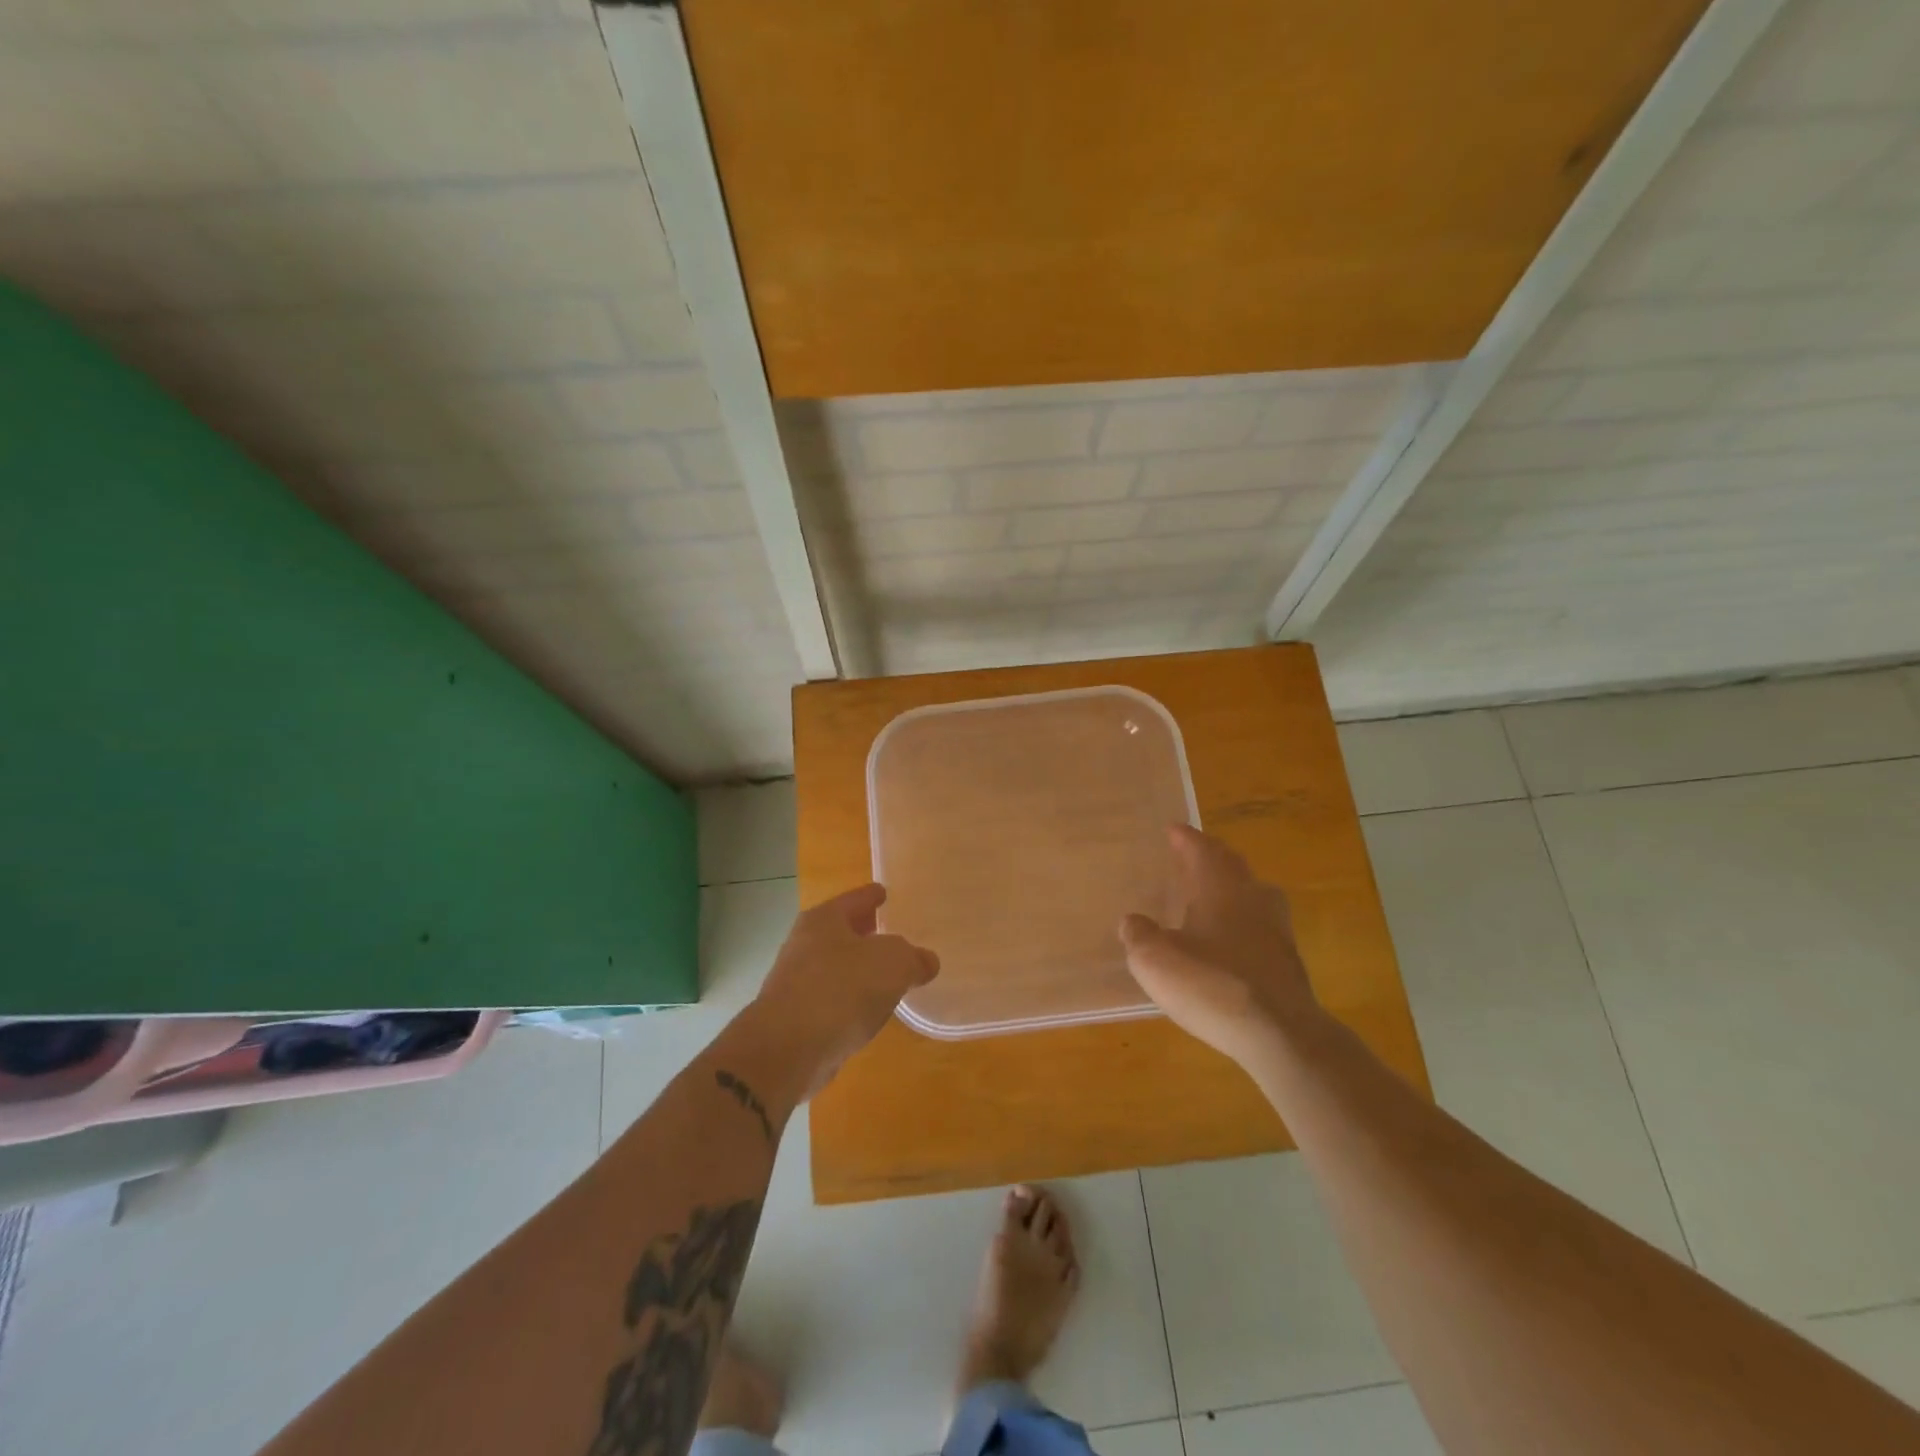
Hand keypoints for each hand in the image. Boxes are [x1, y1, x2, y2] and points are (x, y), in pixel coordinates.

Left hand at [750, 883, 938, 1095]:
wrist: (787, 1050)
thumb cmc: (842, 990)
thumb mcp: (893, 964)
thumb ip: (913, 958)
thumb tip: (926, 961)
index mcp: (824, 920)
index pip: (855, 899)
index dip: (872, 895)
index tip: (884, 892)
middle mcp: (804, 944)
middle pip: (841, 931)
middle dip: (864, 933)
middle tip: (890, 934)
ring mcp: (795, 982)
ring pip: (835, 966)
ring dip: (856, 970)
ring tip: (885, 976)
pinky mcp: (794, 1018)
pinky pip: (830, 1000)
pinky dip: (848, 1001)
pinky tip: (866, 1012)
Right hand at [1119, 826, 1320, 1067]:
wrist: (1280, 1035)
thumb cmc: (1211, 985)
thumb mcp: (1155, 960)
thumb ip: (1139, 935)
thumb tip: (1133, 921)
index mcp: (1219, 886)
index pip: (1201, 849)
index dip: (1184, 838)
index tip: (1173, 829)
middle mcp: (1252, 897)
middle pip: (1231, 865)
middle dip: (1210, 856)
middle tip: (1190, 855)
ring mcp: (1276, 929)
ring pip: (1252, 893)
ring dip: (1231, 886)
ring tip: (1211, 893)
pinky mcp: (1287, 961)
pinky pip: (1260, 925)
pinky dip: (1242, 921)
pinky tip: (1228, 940)